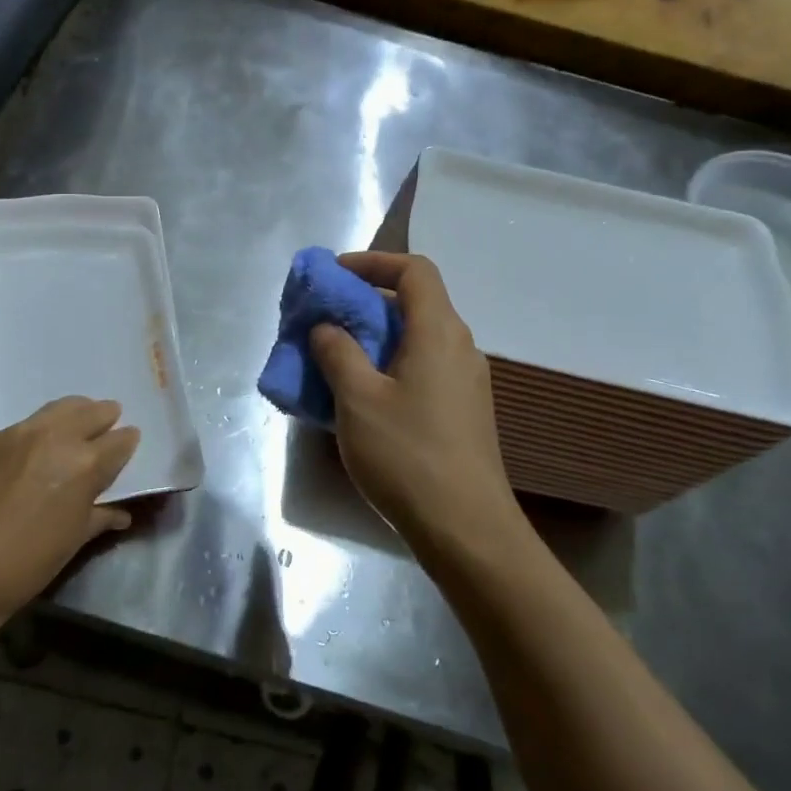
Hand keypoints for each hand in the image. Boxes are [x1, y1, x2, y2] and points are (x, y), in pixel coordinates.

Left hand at [0, 397, 141, 624]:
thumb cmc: (33, 559)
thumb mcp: (77, 538)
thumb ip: (102, 515)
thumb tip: (122, 513)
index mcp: (85, 463)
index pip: (119, 440)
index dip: (127, 440)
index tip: (129, 440)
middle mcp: (54, 437)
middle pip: (90, 412)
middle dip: (104, 415)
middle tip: (108, 419)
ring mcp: (17, 434)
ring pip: (55, 410)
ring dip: (72, 414)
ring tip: (75, 420)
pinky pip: (17, 431)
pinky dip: (30, 437)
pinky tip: (26, 454)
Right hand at [309, 252, 522, 552]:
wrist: (466, 528)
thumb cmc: (407, 455)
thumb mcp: (357, 399)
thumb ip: (337, 353)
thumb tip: (327, 328)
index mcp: (438, 333)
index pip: (414, 270)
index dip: (374, 262)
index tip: (335, 275)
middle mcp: (459, 347)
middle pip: (415, 303)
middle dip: (366, 302)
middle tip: (325, 319)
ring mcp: (465, 381)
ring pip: (416, 339)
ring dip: (375, 337)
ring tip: (335, 357)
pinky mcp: (463, 411)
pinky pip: (422, 368)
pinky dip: (389, 365)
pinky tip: (361, 396)